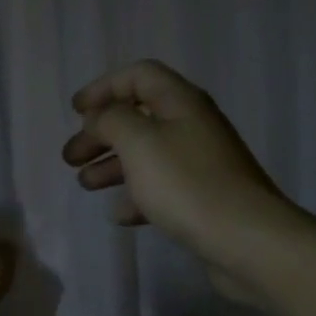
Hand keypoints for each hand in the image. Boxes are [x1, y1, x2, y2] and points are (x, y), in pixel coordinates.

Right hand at [62, 59, 297, 299]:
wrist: (245, 239)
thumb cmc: (186, 184)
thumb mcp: (138, 143)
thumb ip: (111, 121)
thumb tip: (101, 118)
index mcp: (181, 103)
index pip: (139, 76)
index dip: (104, 87)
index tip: (75, 112)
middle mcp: (192, 126)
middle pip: (138, 117)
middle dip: (100, 134)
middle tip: (70, 157)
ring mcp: (200, 163)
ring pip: (146, 154)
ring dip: (111, 165)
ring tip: (85, 184)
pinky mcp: (203, 198)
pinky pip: (161, 188)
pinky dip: (136, 196)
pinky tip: (119, 214)